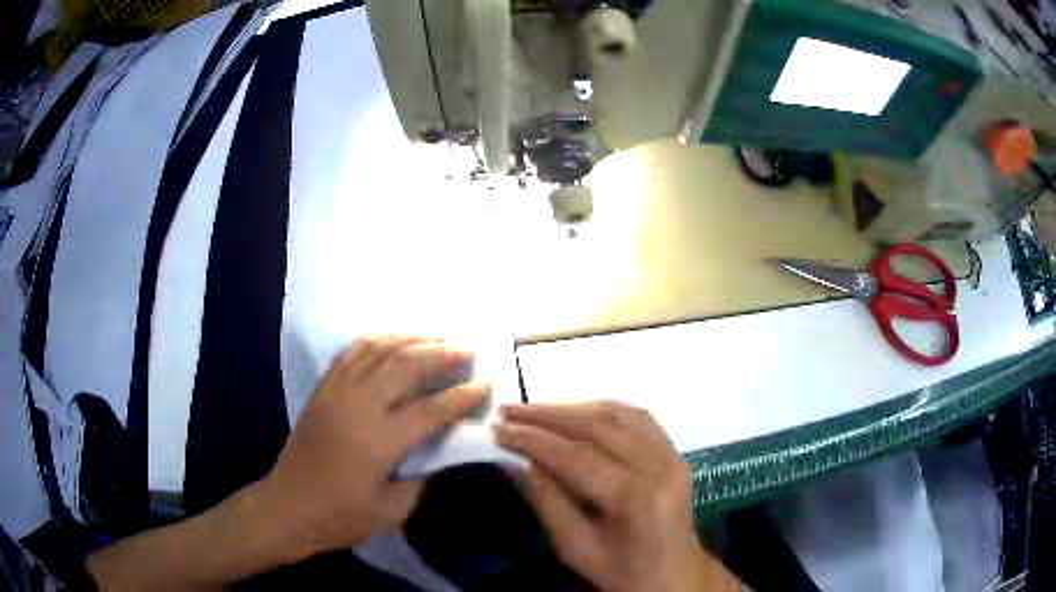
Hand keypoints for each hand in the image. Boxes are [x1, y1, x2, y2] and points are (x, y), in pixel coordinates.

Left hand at [257, 336, 488, 560]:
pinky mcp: (323, 388)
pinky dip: (379, 340)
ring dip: (412, 338)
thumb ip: (423, 475)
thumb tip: (442, 446)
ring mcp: (337, 391)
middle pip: (405, 365)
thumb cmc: (342, 516)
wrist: (289, 506)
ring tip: (438, 337)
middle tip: (468, 349)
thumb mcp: (394, 509)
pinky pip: (353, 351)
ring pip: (379, 349)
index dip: (462, 396)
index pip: (431, 409)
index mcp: (379, 441)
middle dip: (442, 353)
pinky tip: (395, 341)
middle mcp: (358, 406)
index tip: (485, 383)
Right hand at [496, 402, 736, 591]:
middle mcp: (660, 466)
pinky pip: (636, 418)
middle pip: (598, 428)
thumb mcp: (575, 547)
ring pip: (617, 415)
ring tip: (534, 410)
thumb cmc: (622, 571)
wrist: (674, 574)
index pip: (578, 456)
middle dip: (547, 416)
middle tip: (508, 410)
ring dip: (571, 409)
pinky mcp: (675, 451)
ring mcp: (672, 455)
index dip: (534, 439)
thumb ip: (547, 500)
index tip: (499, 429)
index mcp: (636, 498)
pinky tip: (574, 413)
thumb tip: (517, 459)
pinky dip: (600, 410)